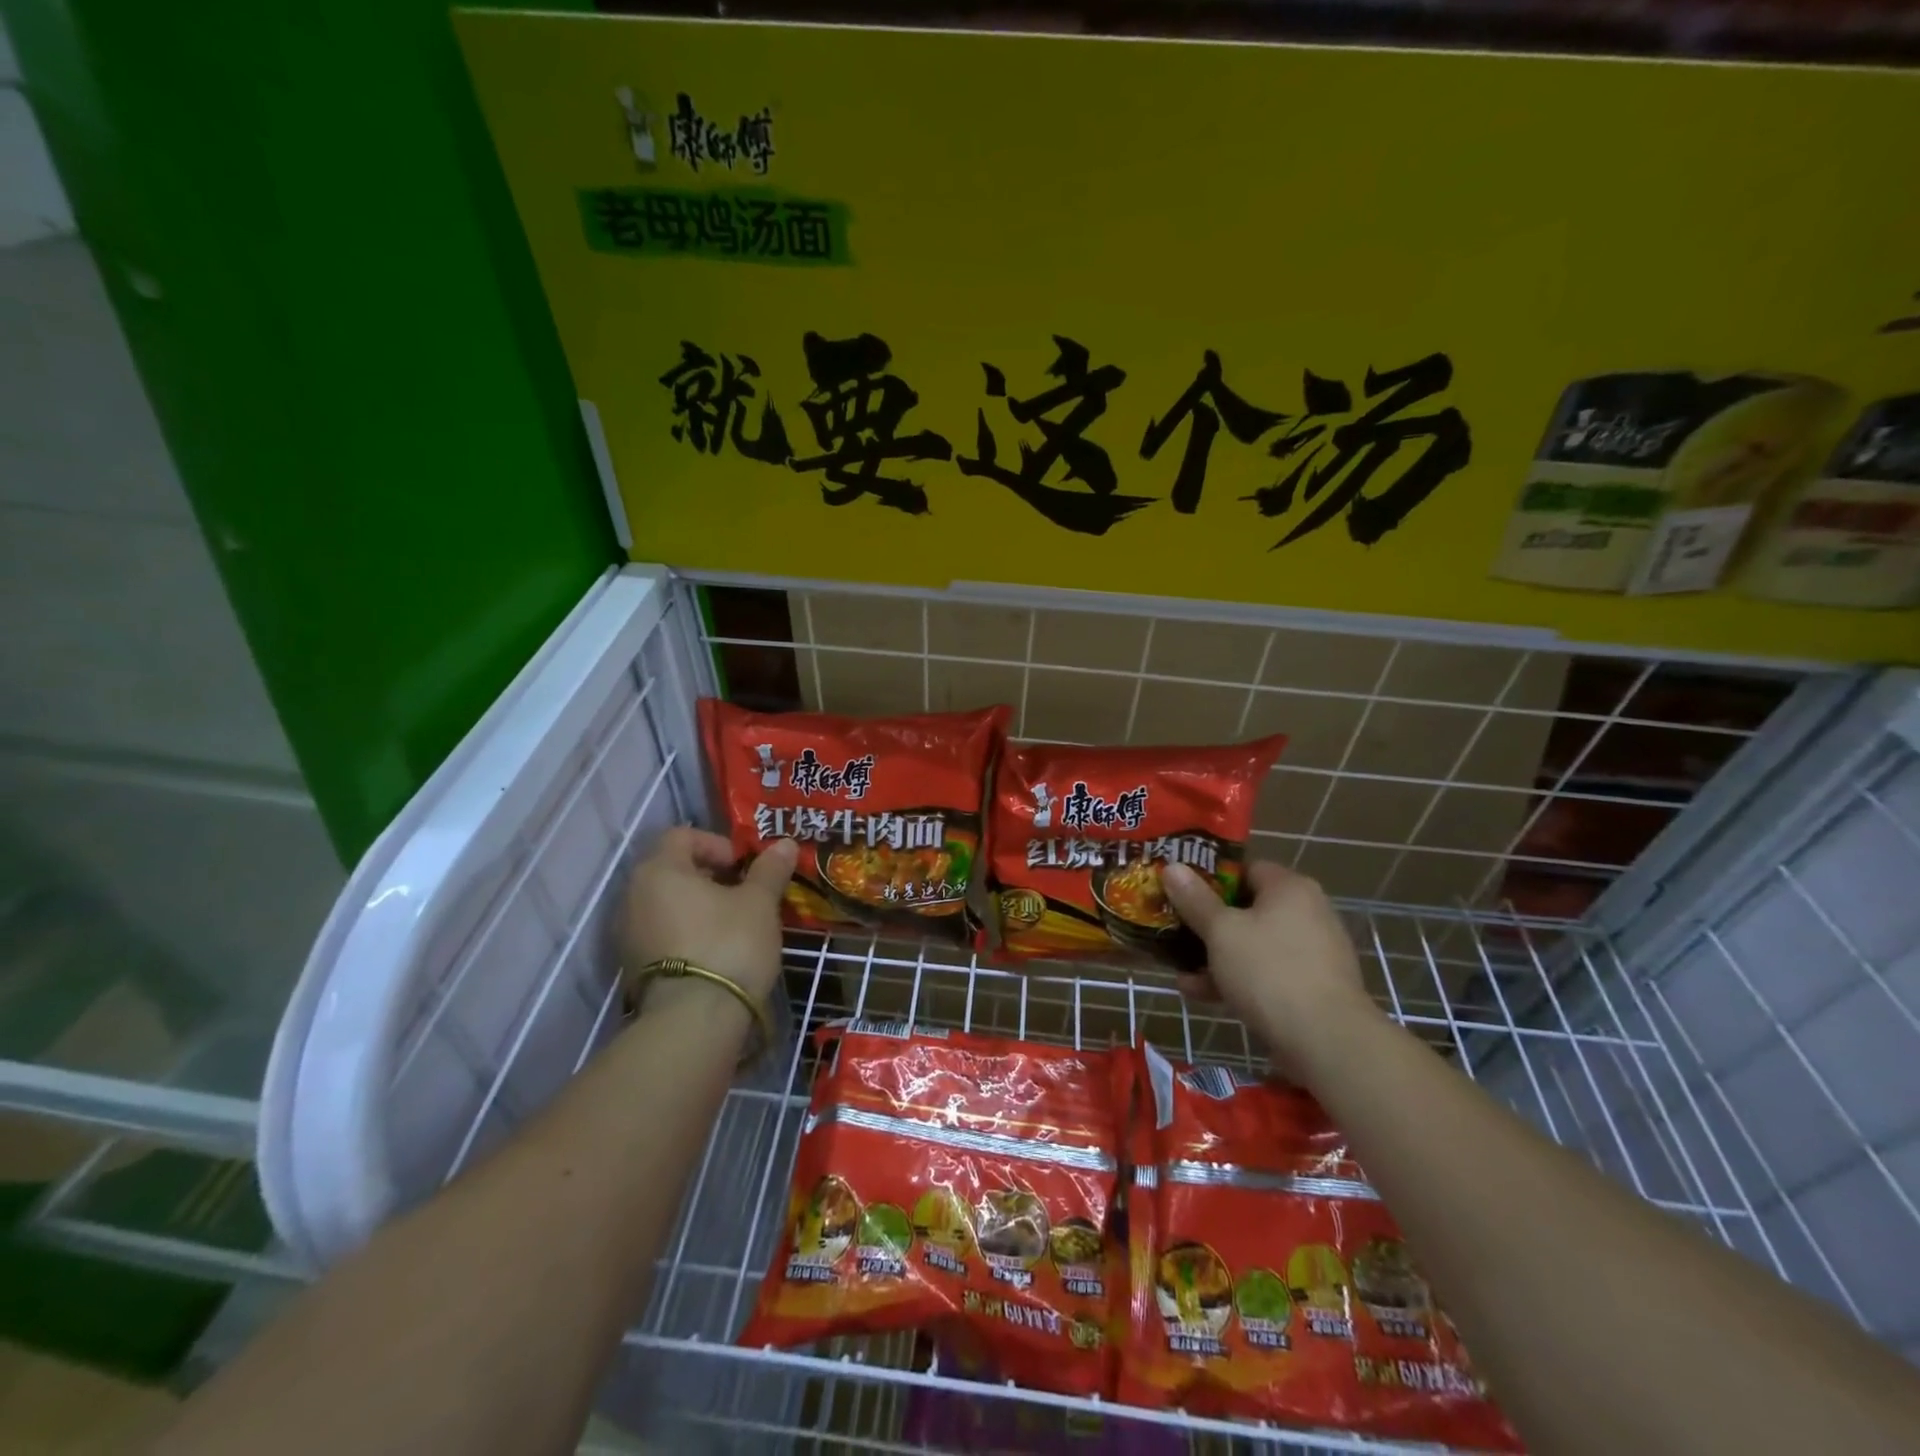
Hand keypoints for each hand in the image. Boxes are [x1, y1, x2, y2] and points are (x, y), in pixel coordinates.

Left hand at [618, 828, 797, 1003]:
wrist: (694, 1021)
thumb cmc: (728, 944)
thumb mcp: (759, 903)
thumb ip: (769, 870)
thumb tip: (785, 844)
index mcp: (659, 870)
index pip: (682, 836)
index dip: (717, 844)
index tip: (743, 867)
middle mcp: (633, 895)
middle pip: (672, 869)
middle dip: (710, 876)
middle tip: (743, 893)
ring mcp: (628, 934)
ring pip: (666, 903)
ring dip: (698, 905)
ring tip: (733, 923)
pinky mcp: (632, 966)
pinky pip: (661, 933)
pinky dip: (686, 931)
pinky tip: (715, 949)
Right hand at [1161, 860, 1378, 1073]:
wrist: (1327, 1041)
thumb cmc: (1269, 970)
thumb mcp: (1221, 931)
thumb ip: (1195, 899)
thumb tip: (1172, 866)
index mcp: (1290, 888)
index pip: (1246, 869)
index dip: (1210, 878)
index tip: (1181, 892)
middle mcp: (1307, 913)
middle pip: (1247, 909)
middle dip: (1208, 924)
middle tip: (1174, 931)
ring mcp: (1313, 953)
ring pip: (1253, 945)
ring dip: (1216, 956)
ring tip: (1179, 970)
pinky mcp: (1312, 988)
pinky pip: (1266, 973)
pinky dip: (1236, 979)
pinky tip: (1200, 994)